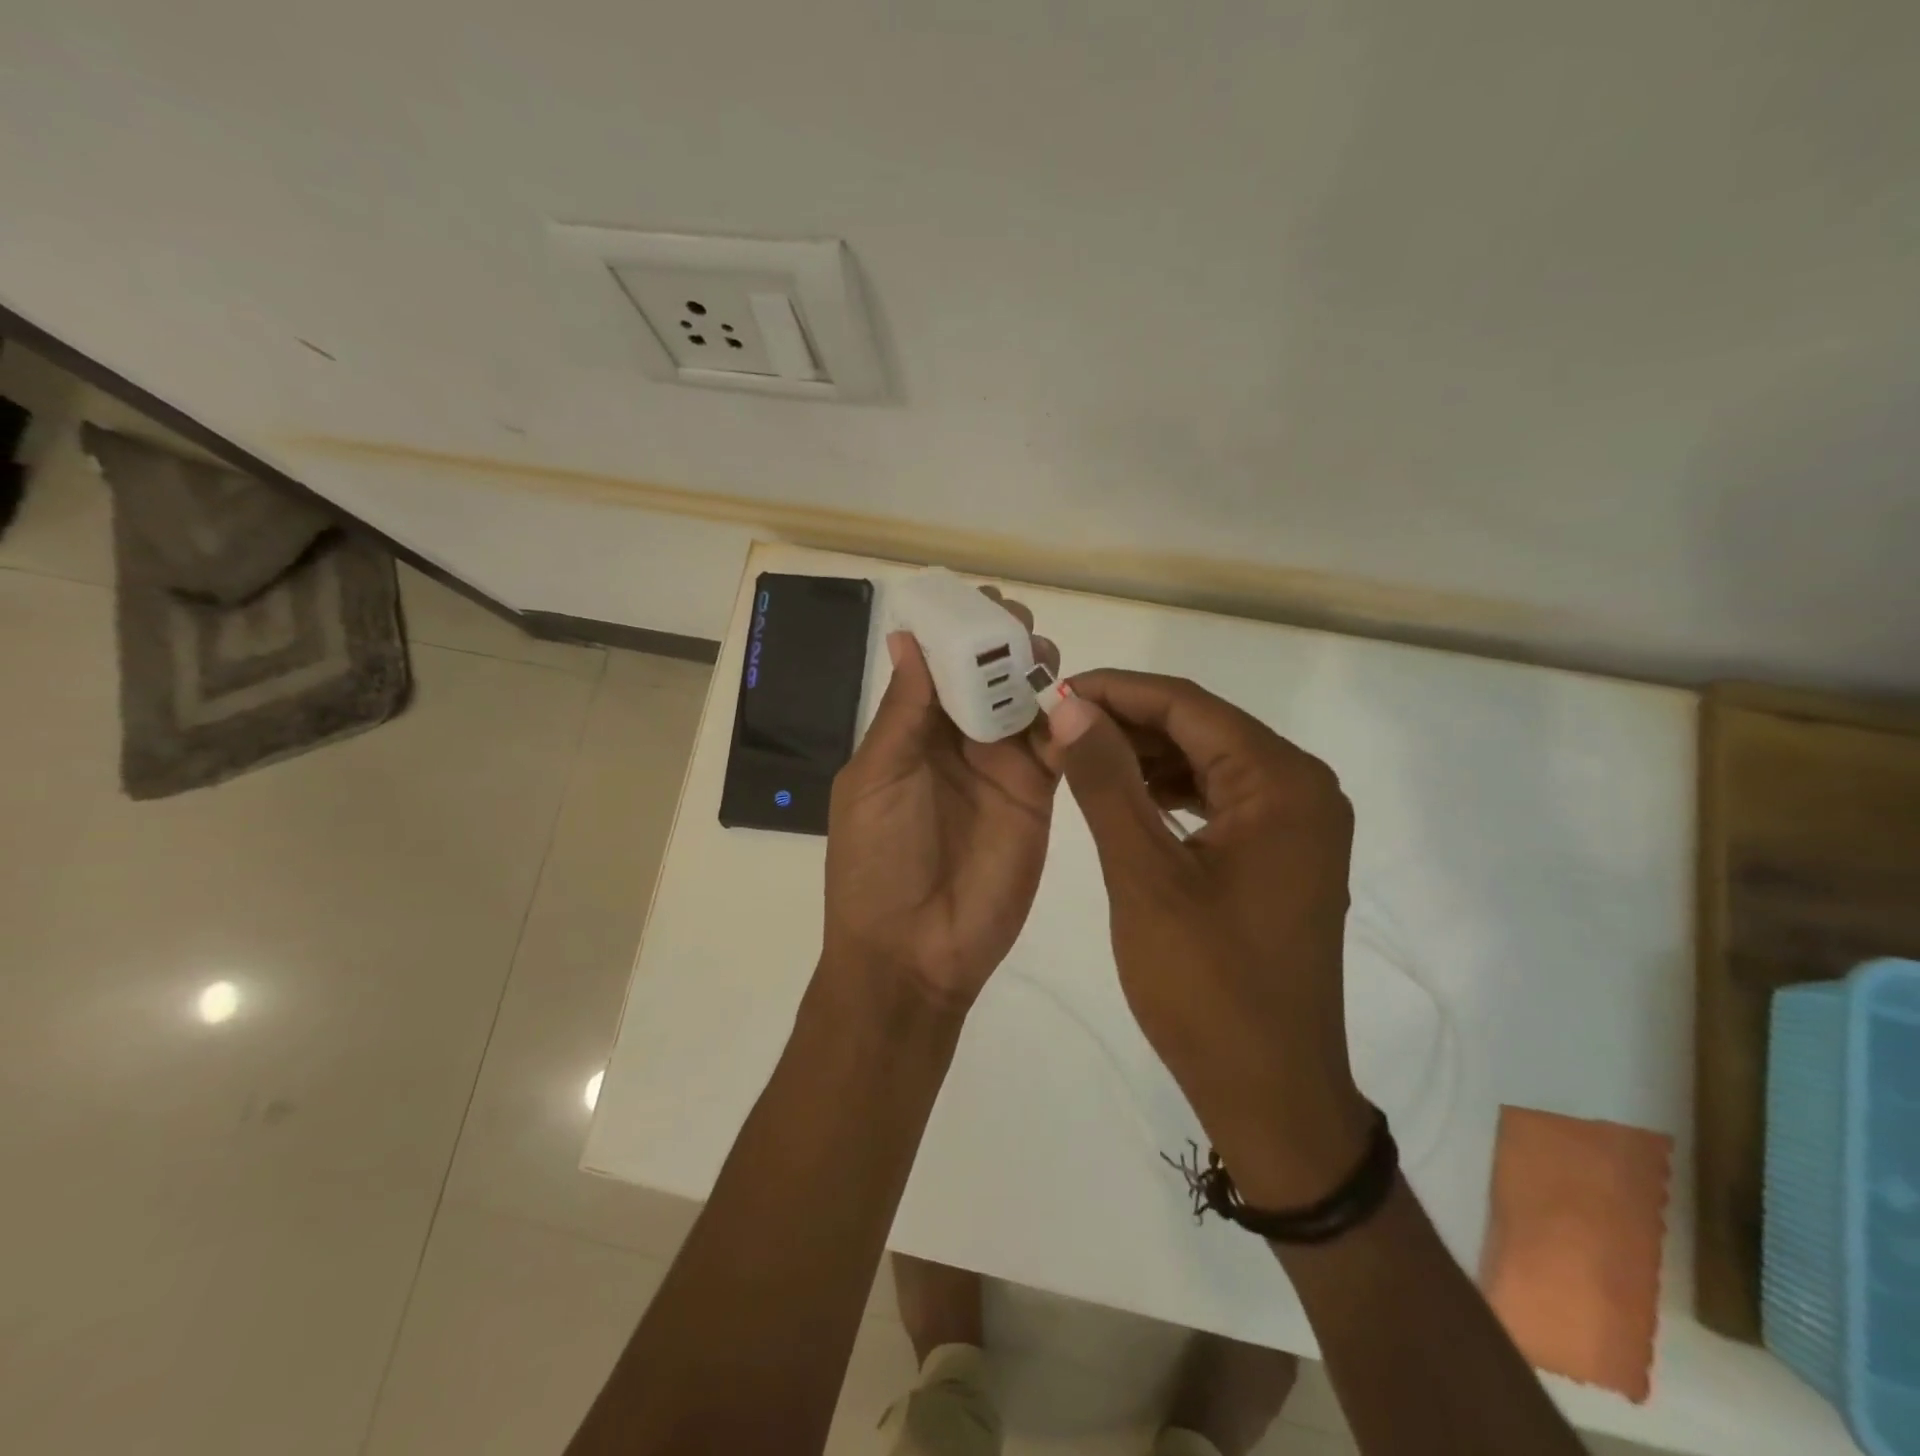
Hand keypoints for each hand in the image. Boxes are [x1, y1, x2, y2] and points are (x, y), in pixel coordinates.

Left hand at [823, 593, 1058, 1010]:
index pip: (939, 667)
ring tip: (1043, 657)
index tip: (979, 603)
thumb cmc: (877, 862)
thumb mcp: (876, 778)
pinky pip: (1058, 746)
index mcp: (911, 732)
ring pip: (1026, 703)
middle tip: (1020, 626)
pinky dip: (1068, 720)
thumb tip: (908, 637)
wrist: (914, 951)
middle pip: (987, 678)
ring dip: (1036, 674)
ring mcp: (1001, 767)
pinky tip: (1076, 700)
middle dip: (1003, 646)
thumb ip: (903, 710)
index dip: (957, 633)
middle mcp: (958, 742)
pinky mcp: (1038, 795)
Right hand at [1037, 671, 1370, 1206]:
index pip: (1188, 705)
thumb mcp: (1145, 876)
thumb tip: (1071, 708)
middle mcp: (1301, 789)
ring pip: (1207, 762)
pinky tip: (1121, 796)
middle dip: (1126, 723)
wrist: (1270, 1092)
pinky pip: (1218, 800)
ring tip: (1076, 757)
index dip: (1116, 691)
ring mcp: (1296, 824)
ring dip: (1144, 756)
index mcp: (1281, 783)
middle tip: (1054, 727)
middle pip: (1201, 728)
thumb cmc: (1206, 985)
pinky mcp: (1281, 855)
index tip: (1052, 692)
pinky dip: (1168, 792)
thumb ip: (1107, 782)